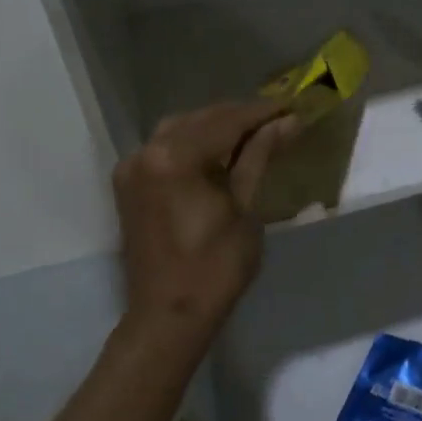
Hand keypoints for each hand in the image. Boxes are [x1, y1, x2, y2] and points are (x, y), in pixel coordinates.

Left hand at [113, 99, 302, 335]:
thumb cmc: (215, 267)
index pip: (226, 121)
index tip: (292, 104)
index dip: (262, 112)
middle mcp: (146, 152)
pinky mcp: (129, 184)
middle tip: (278, 117)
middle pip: (200, 119)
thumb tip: (289, 121)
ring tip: (253, 131)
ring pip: (180, 129)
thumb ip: (259, 157)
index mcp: (174, 158)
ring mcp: (132, 168)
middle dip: (239, 116)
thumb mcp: (245, 208)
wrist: (168, 316)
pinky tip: (219, 150)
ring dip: (215, 126)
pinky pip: (164, 148)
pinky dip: (193, 142)